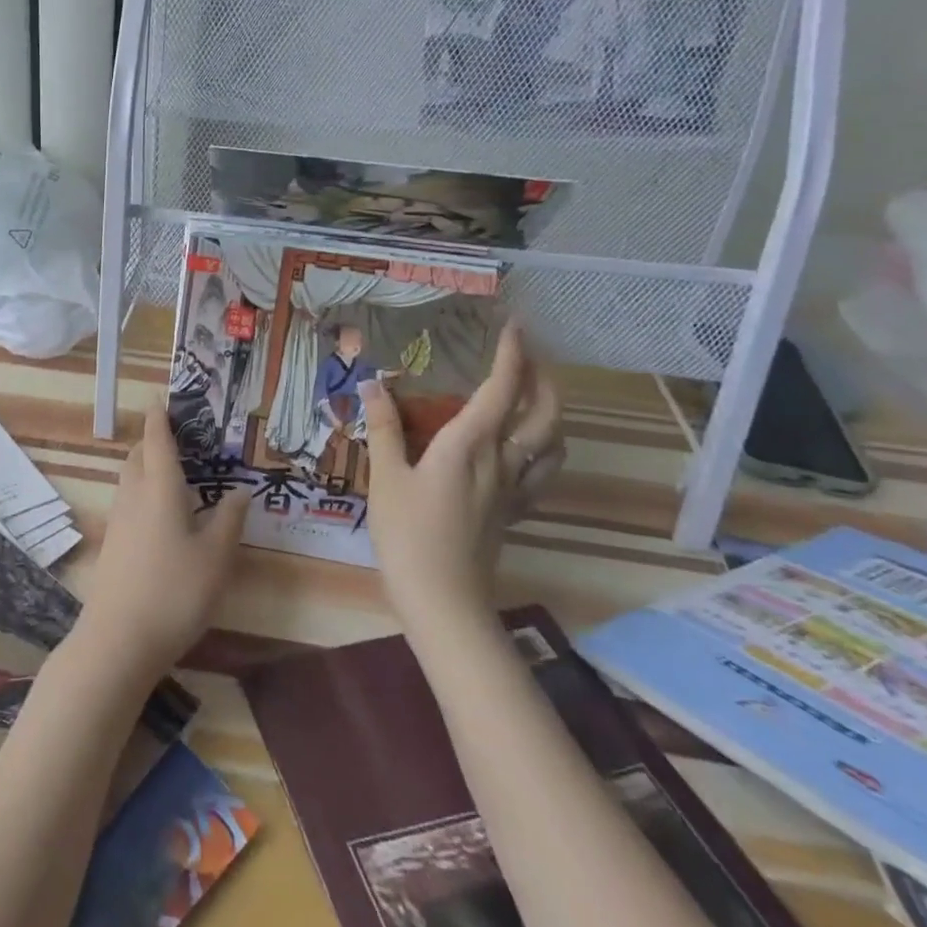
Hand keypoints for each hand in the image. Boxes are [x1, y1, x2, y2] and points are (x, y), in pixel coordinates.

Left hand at [74, 403, 248, 686]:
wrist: (118, 639)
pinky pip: (128, 501)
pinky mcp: (113, 543)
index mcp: (159, 487)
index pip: (157, 440)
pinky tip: (162, 514)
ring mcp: (118, 519)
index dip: (159, 417)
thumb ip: (229, 520)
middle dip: (153, 441)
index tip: (161, 398)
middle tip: (178, 438)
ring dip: (147, 466)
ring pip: (130, 478)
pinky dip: (143, 491)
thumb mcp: (216, 557)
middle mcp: (134, 495)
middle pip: (138, 456)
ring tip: (174, 472)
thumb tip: (240, 490)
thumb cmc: (174, 591)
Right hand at [360, 324, 563, 621]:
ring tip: (534, 396)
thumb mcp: (385, 476)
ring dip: (552, 412)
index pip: (501, 389)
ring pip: (554, 443)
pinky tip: (527, 449)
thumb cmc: (408, 534)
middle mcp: (502, 461)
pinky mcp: (513, 513)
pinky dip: (545, 449)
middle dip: (543, 378)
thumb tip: (373, 382)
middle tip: (528, 356)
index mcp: (469, 444)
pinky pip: (543, 473)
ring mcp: (513, 490)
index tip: (515, 326)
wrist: (443, 600)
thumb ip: (383, 427)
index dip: (512, 355)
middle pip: (544, 414)